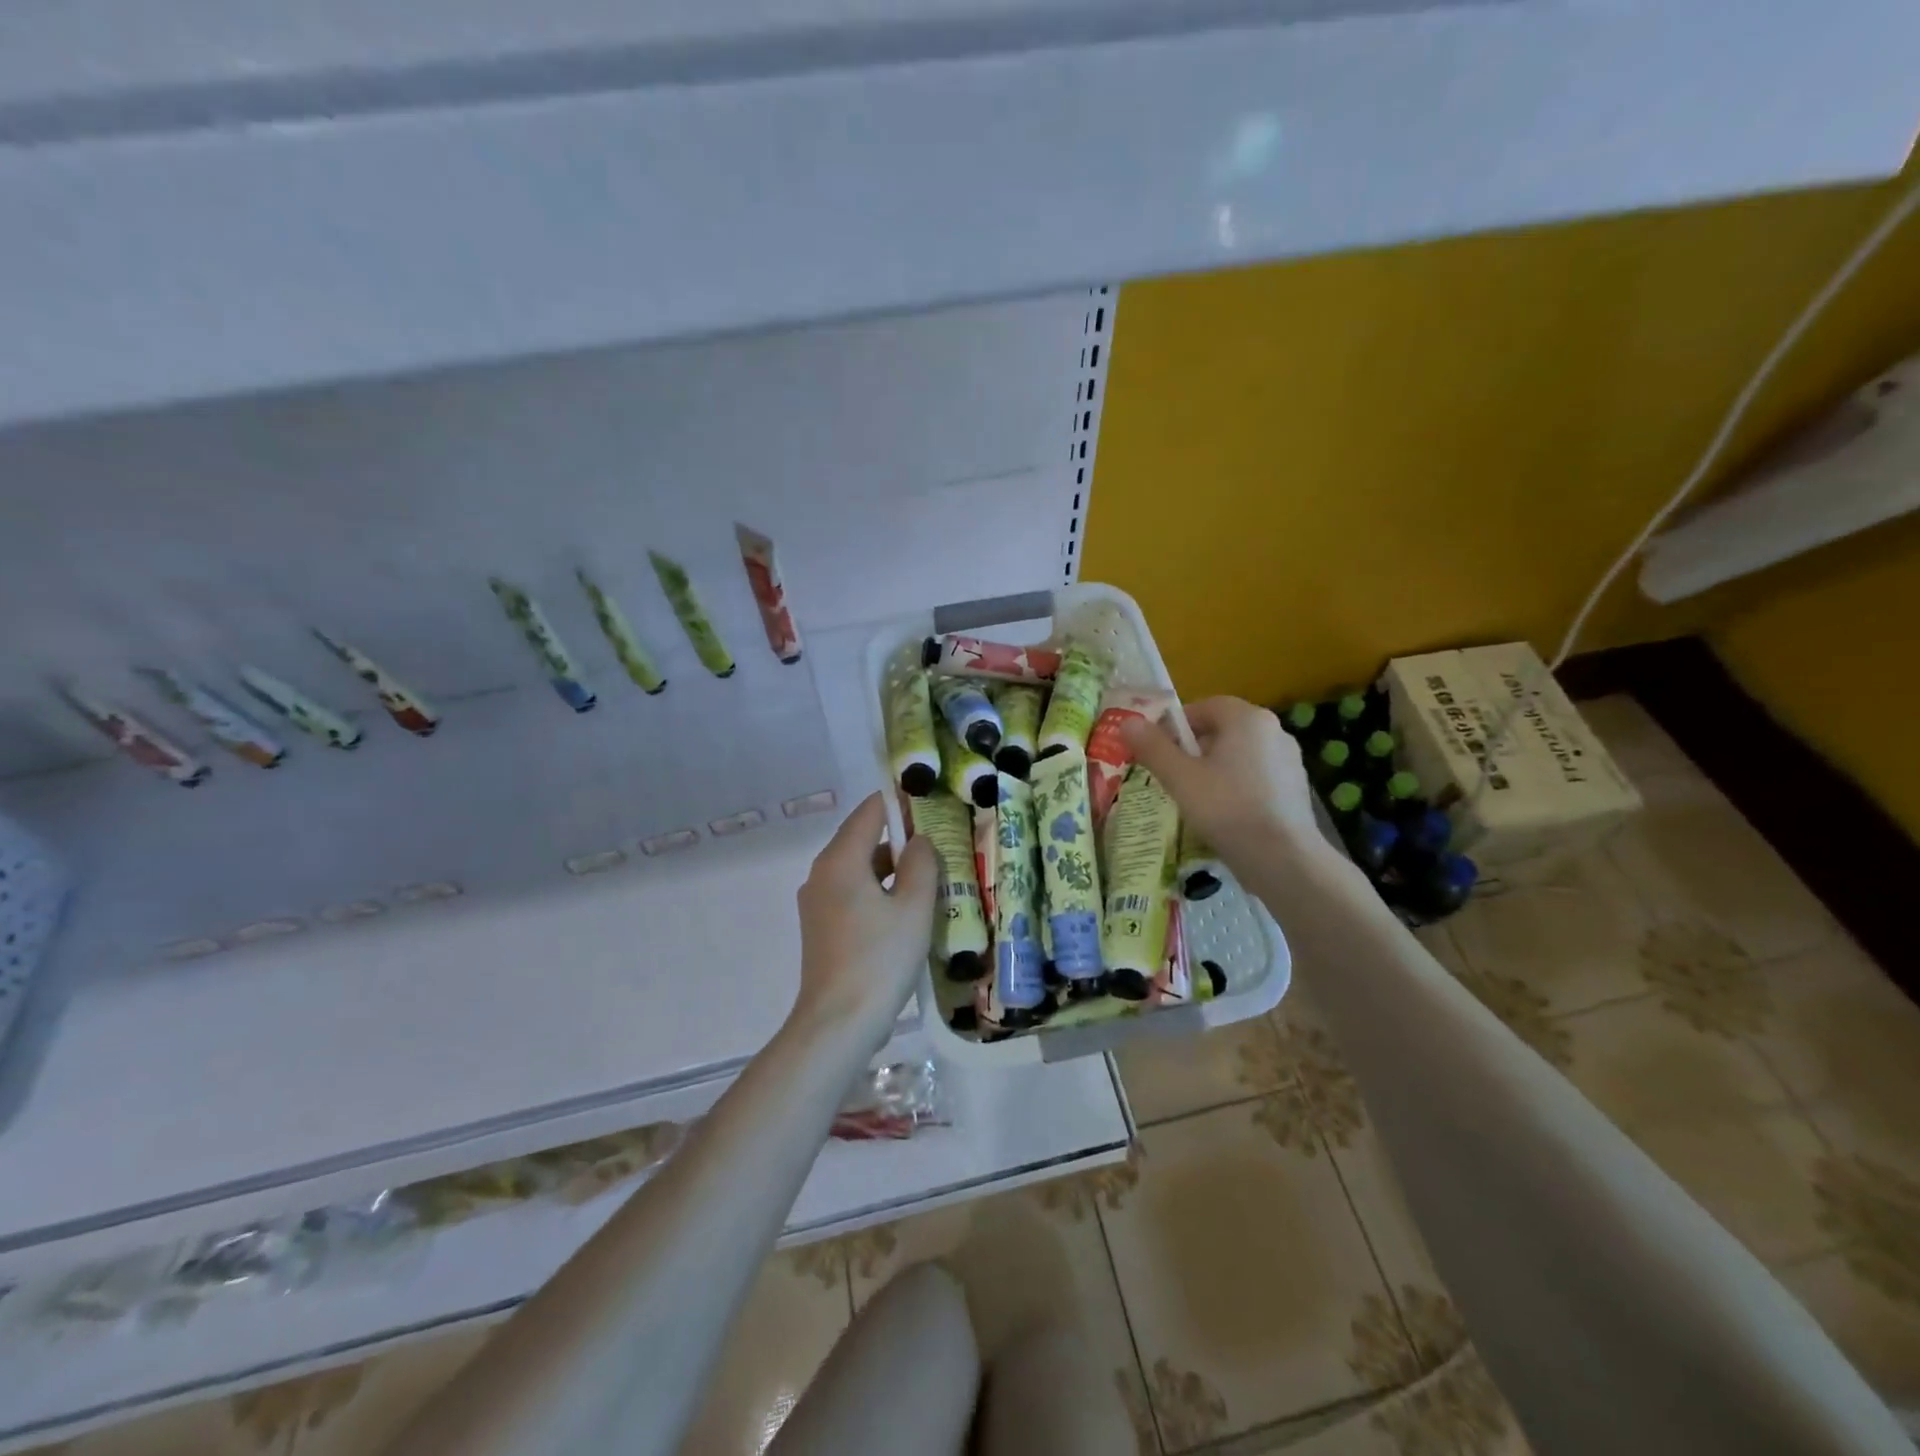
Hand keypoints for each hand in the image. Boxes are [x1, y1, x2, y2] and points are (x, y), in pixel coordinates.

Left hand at [793, 793, 937, 1045]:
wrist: (838, 1023)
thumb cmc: (880, 958)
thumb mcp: (913, 907)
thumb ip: (921, 864)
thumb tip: (919, 841)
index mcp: (840, 860)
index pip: (870, 812)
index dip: (899, 802)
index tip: (929, 799)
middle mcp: (822, 874)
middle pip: (864, 840)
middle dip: (901, 838)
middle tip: (940, 843)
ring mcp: (818, 903)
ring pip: (860, 870)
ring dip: (893, 870)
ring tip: (931, 879)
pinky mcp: (821, 928)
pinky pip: (853, 894)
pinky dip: (879, 893)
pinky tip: (907, 913)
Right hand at [1120, 697, 1319, 858]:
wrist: (1283, 858)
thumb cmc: (1226, 808)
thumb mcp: (1180, 778)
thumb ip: (1153, 747)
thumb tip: (1127, 723)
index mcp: (1247, 719)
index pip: (1205, 706)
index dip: (1176, 725)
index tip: (1158, 750)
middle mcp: (1274, 730)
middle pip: (1223, 730)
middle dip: (1193, 748)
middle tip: (1172, 775)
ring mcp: (1290, 760)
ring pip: (1239, 754)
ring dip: (1214, 768)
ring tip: (1195, 798)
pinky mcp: (1296, 788)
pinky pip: (1256, 776)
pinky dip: (1236, 786)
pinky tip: (1224, 814)